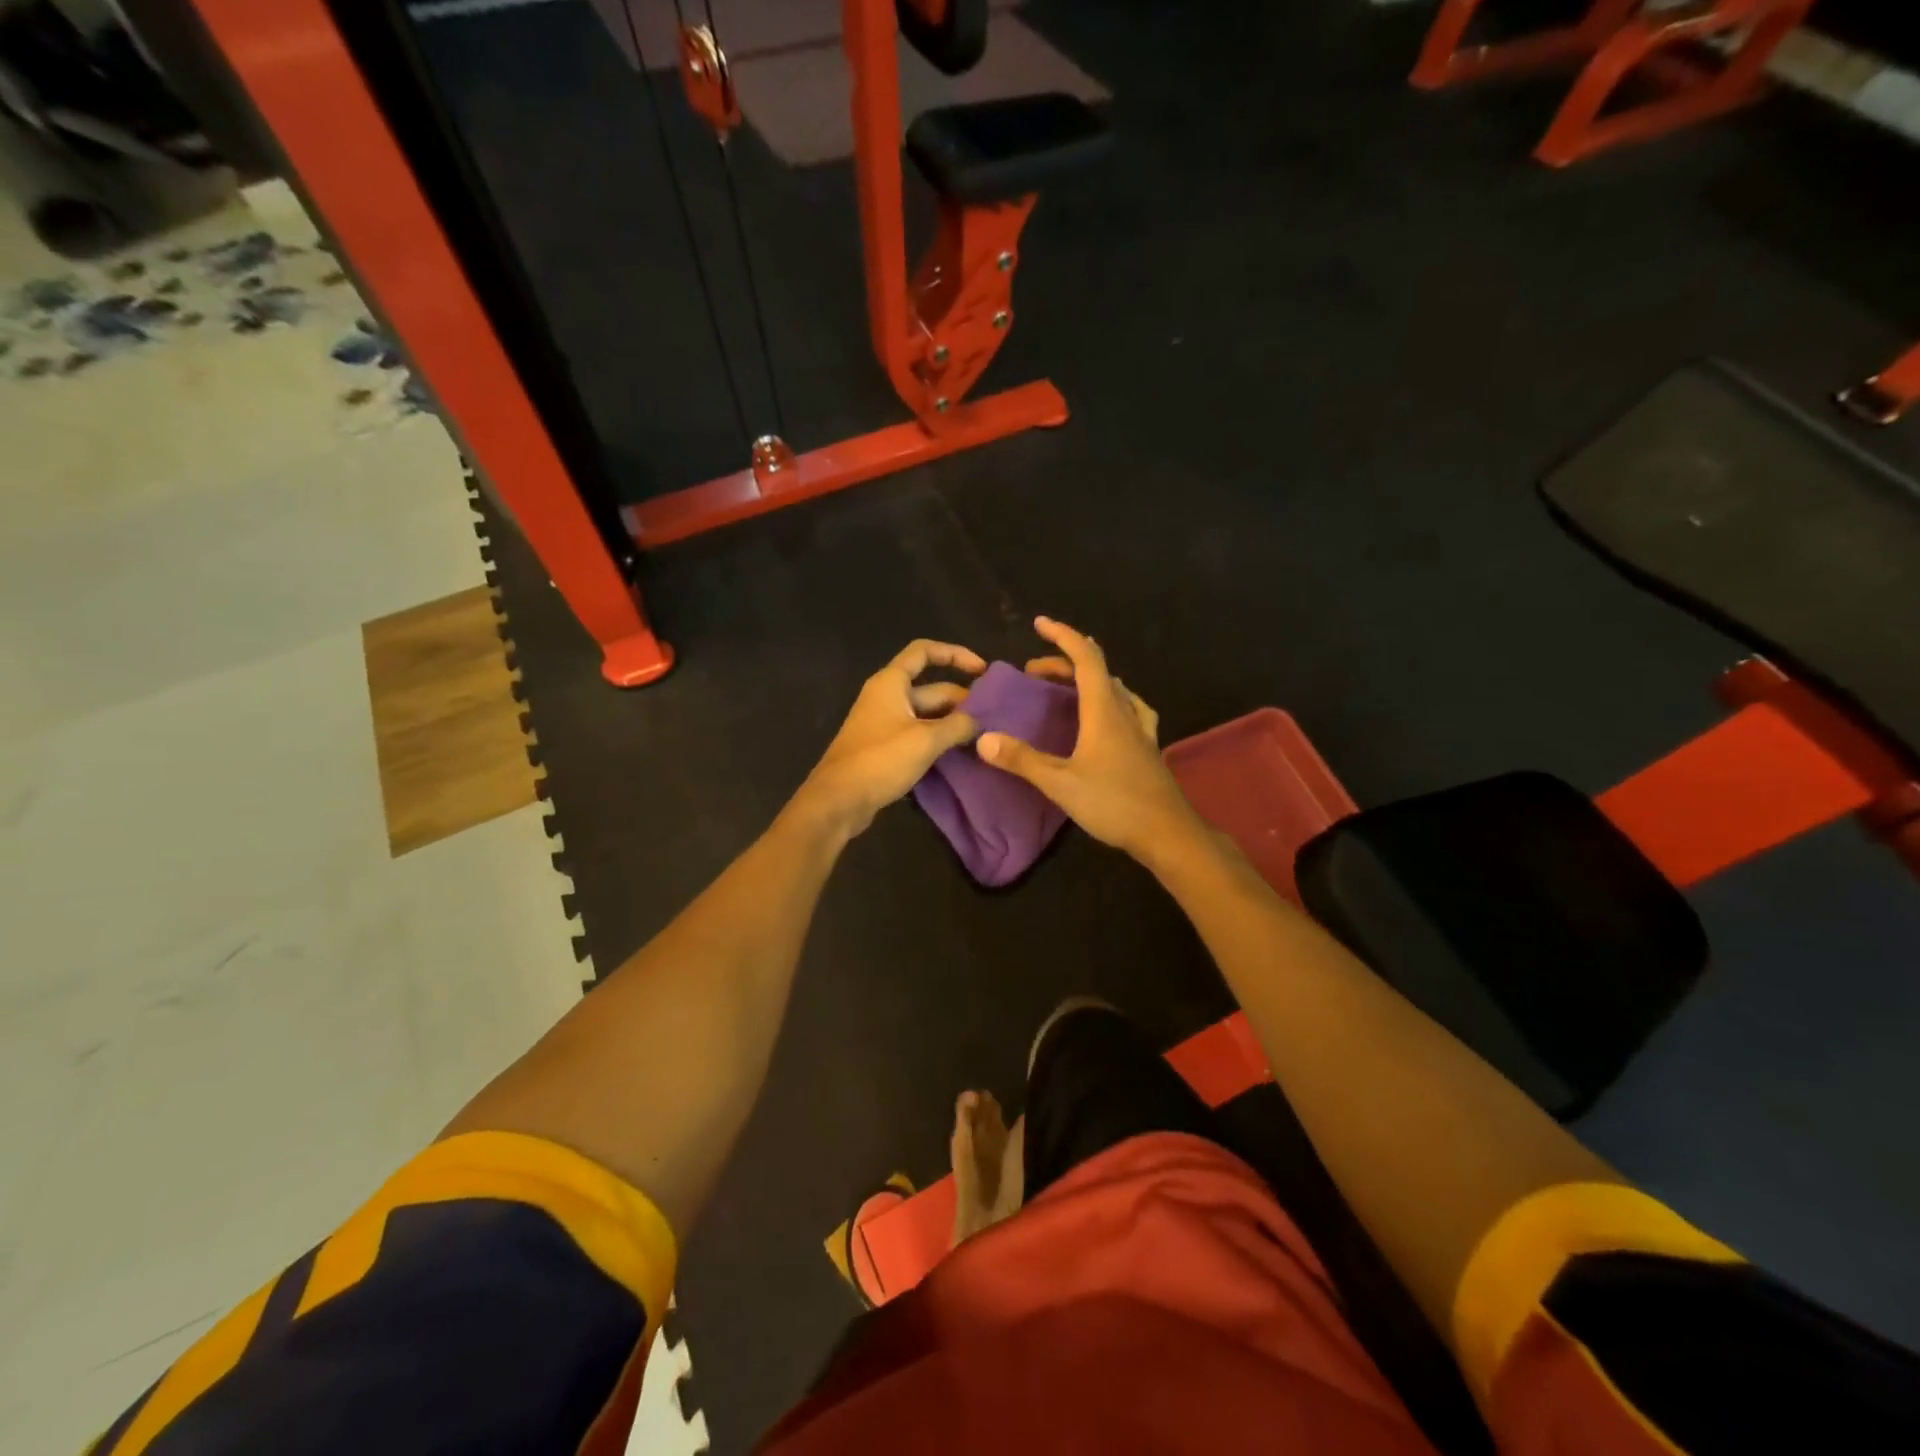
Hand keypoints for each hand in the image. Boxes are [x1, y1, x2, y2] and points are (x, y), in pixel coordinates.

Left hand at [796, 639, 985, 835]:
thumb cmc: (880, 760)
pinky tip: (960, 755)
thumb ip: (957, 726)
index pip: (924, 651)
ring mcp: (885, 724)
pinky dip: (938, 741)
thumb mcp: (925, 740)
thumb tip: (980, 721)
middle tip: (992, 719)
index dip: (955, 654)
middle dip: (962, 700)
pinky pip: (918, 736)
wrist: (839, 800)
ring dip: (952, 723)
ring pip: (927, 715)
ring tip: (983, 737)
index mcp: (891, 683)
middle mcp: (887, 697)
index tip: (982, 670)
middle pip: (931, 688)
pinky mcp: (885, 749)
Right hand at [977, 617, 1204, 863]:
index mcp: (1104, 711)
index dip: (1063, 636)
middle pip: (1097, 671)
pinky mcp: (1147, 748)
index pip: (1085, 658)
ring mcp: (1140, 729)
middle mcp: (1124, 711)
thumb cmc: (1114, 803)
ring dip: (1087, 679)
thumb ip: (1022, 760)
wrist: (1168, 833)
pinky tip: (1109, 715)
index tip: (1039, 624)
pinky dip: (1110, 700)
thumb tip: (984, 739)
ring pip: (1114, 688)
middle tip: (1034, 672)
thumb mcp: (1060, 783)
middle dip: (1064, 662)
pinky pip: (1129, 709)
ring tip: (1065, 688)